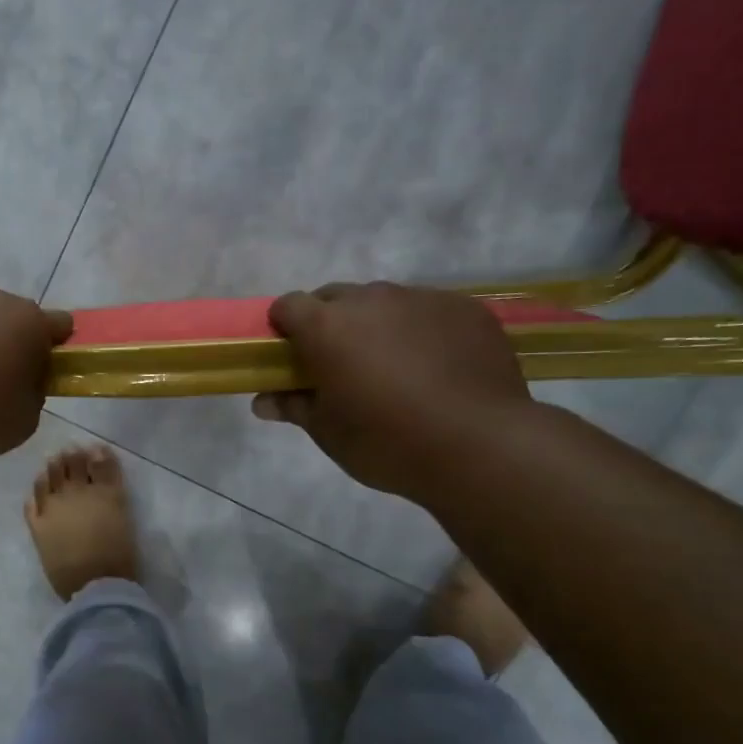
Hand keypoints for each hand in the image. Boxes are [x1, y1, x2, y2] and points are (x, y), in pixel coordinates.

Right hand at [252, 282, 532, 502]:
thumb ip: (293, 406)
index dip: (284, 327)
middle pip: (336, 297)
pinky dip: (421, 330)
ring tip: (395, 368)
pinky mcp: (465, 308)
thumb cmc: (387, 442)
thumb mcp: (329, 432)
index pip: (288, 305)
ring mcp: (422, 299)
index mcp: (328, 326)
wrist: (479, 445)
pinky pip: (428, 310)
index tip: (291, 356)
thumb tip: (263, 401)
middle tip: (341, 365)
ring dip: (377, 325)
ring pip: (385, 302)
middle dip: (330, 323)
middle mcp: (372, 299)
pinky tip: (436, 368)